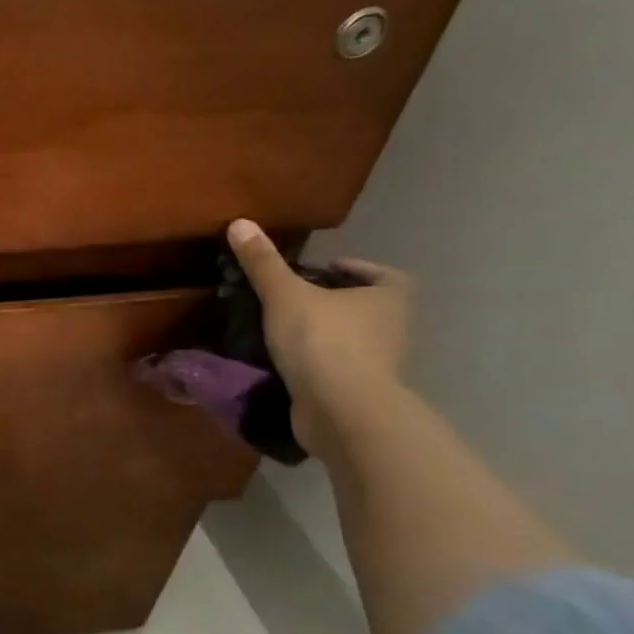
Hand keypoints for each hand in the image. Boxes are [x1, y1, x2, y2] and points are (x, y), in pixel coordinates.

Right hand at [225, 220, 411, 460]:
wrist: (341, 410)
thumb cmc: (323, 341)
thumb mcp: (284, 295)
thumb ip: (262, 263)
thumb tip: (240, 222)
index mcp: (388, 298)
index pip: (384, 275)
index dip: (355, 269)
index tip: (320, 269)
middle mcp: (393, 328)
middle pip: (366, 306)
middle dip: (334, 300)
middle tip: (292, 295)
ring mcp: (379, 363)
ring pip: (352, 337)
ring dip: (324, 331)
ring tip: (281, 327)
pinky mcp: (359, 391)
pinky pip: (337, 366)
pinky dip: (316, 361)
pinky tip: (284, 359)